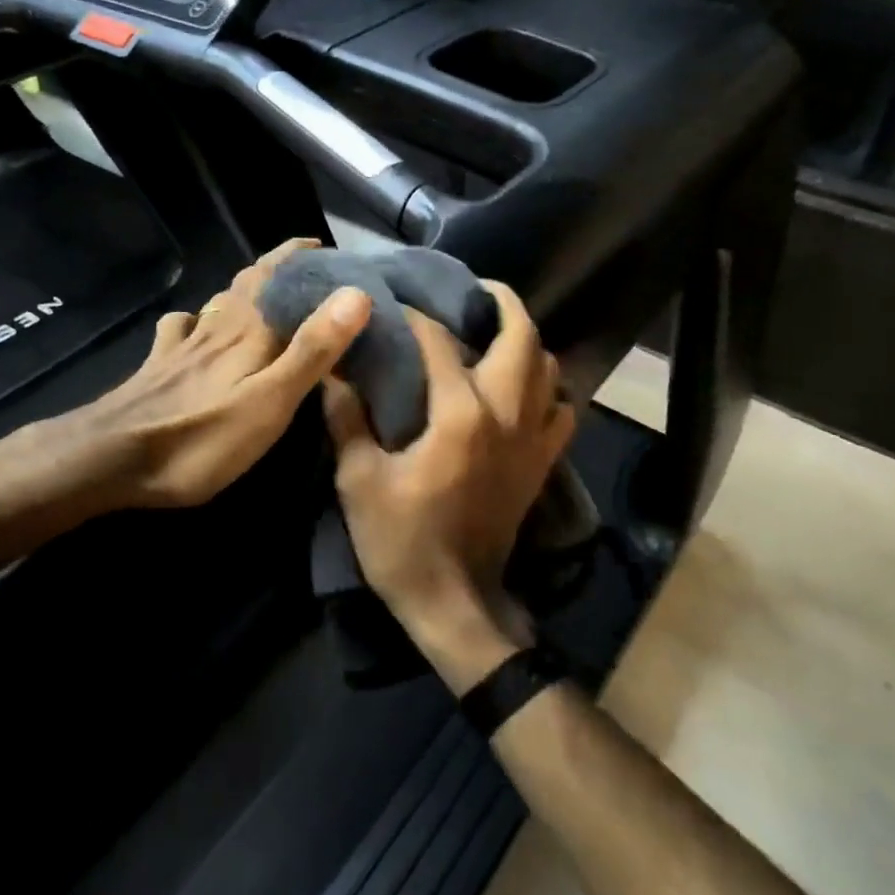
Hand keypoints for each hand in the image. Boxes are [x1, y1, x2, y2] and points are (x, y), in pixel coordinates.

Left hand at [39, 239, 370, 510]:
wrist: (109, 458)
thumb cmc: (202, 437)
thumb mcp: (271, 400)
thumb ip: (313, 349)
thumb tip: (356, 293)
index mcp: (250, 330)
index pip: (281, 276)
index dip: (304, 257)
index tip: (330, 250)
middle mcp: (218, 326)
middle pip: (250, 282)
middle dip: (279, 268)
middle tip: (307, 268)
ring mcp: (184, 344)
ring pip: (220, 301)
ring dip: (245, 288)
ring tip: (266, 292)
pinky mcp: (159, 365)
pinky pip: (182, 326)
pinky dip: (197, 318)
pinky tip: (195, 325)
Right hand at [322, 282, 573, 682]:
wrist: (455, 603)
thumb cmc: (402, 542)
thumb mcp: (360, 481)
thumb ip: (347, 420)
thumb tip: (333, 374)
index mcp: (460, 414)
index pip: (440, 343)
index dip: (416, 317)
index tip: (397, 305)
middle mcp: (506, 414)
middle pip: (522, 338)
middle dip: (503, 303)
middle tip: (478, 291)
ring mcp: (533, 439)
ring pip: (550, 369)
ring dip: (528, 342)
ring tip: (498, 333)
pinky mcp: (542, 464)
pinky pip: (562, 411)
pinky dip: (549, 390)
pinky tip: (524, 388)